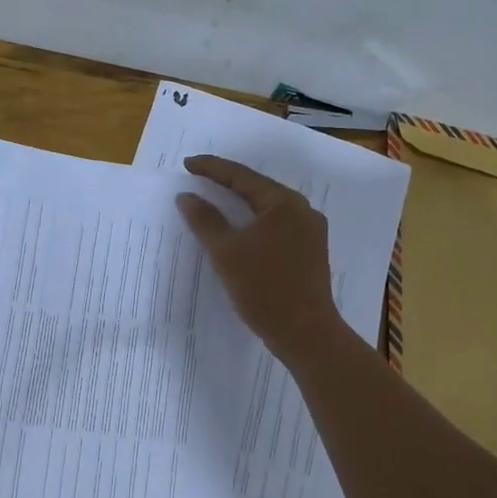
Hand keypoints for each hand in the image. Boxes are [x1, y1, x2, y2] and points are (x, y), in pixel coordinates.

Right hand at [175, 155, 341, 362]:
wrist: (305, 333)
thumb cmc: (264, 287)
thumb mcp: (227, 252)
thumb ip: (205, 220)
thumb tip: (187, 196)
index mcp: (284, 203)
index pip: (242, 176)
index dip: (212, 169)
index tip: (187, 164)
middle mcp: (302, 212)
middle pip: (257, 190)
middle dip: (226, 184)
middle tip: (198, 179)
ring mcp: (309, 233)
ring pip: (267, 210)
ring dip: (240, 206)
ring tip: (213, 202)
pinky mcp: (309, 253)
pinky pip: (275, 228)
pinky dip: (252, 225)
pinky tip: (237, 231)